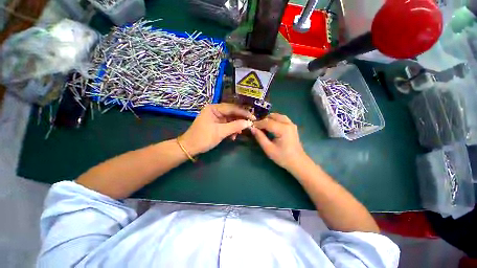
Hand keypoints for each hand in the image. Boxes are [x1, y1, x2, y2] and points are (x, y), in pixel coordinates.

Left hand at [180, 103, 254, 155]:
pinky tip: (233, 136)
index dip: (243, 112)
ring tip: (240, 133)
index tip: (253, 117)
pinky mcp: (217, 124)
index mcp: (214, 108)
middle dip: (240, 120)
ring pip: (231, 119)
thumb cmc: (203, 138)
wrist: (190, 148)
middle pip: (232, 113)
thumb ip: (235, 126)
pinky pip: (227, 125)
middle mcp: (215, 110)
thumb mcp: (220, 132)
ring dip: (236, 126)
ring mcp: (216, 117)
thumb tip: (249, 123)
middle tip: (249, 125)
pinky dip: (231, 130)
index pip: (232, 108)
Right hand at [251, 113, 306, 169]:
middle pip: (272, 116)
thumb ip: (260, 137)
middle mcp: (288, 123)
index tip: (251, 126)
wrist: (298, 162)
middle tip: (256, 126)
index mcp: (283, 129)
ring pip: (277, 116)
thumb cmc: (283, 157)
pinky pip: (282, 118)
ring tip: (262, 125)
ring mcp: (291, 124)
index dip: (258, 123)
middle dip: (263, 120)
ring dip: (269, 119)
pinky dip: (275, 119)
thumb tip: (252, 128)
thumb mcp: (269, 149)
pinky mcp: (292, 126)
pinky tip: (271, 125)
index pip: (267, 122)